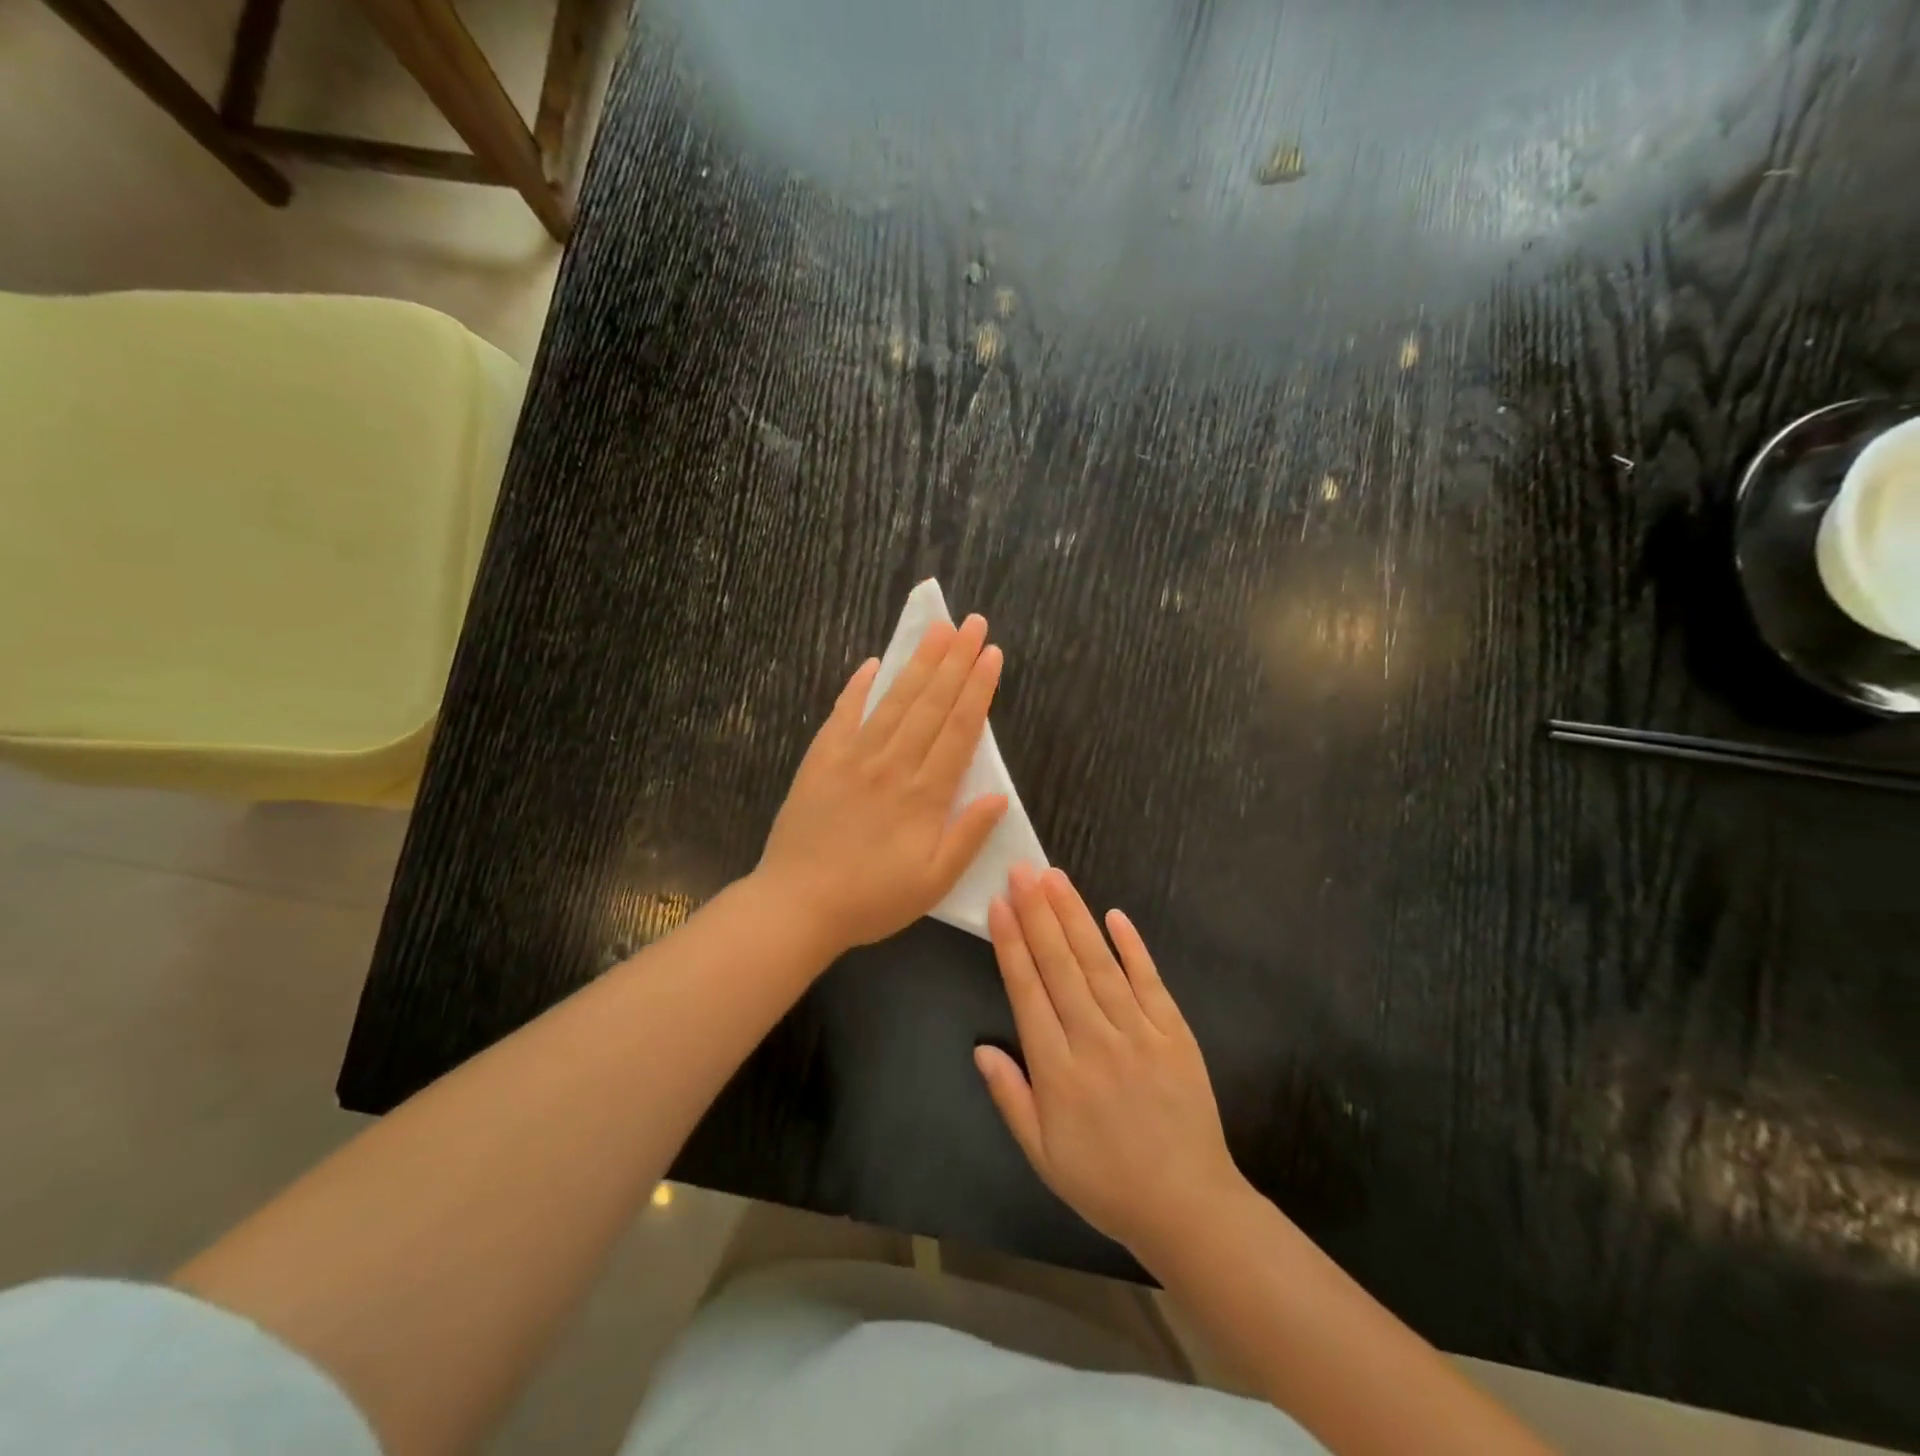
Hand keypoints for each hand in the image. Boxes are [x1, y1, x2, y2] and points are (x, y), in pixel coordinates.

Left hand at [757, 614, 1008, 955]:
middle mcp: (893, 764)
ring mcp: (854, 757)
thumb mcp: (934, 882)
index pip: (960, 730)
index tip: (992, 654)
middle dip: (956, 660)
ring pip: (894, 701)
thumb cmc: (872, 900)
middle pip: (932, 704)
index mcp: (925, 795)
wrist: (797, 904)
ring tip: (937, 629)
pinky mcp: (821, 760)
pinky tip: (872, 664)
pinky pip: (843, 714)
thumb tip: (999, 795)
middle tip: (974, 623)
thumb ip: (968, 836)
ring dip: (918, 663)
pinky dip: (858, 687)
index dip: (979, 689)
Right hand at [975, 865, 1244, 1264]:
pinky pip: (1151, 982)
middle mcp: (1095, 1042)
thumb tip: (981, 1047)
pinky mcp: (1175, 1034)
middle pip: (1061, 966)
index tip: (999, 905)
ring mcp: (1139, 1034)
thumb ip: (1011, 1097)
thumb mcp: (1043, 1155)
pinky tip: (1115, 915)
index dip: (1012, 945)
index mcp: (1059, 1072)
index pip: (1028, 993)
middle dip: (1038, 913)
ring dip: (1076, 918)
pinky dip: (1133, 947)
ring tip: (1056, 879)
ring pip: (1100, 964)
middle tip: (1023, 870)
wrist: (1188, 1207)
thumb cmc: (1106, 1182)